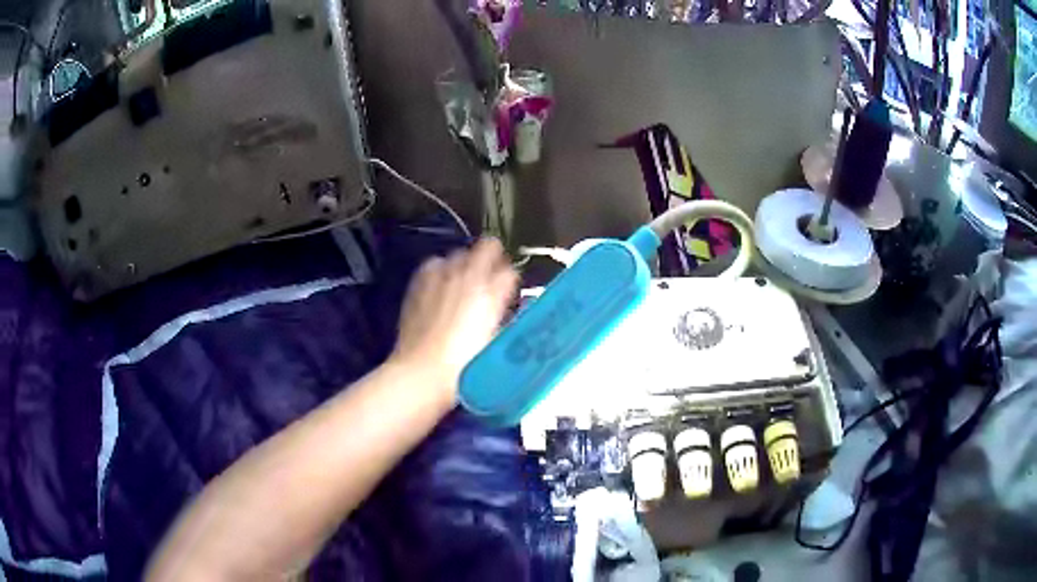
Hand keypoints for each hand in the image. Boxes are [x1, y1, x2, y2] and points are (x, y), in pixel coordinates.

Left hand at [391, 238, 518, 400]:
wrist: (421, 373)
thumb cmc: (466, 368)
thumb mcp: (495, 345)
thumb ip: (502, 318)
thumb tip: (504, 306)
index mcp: (492, 293)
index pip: (510, 272)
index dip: (511, 281)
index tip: (509, 291)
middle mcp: (468, 276)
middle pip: (488, 247)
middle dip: (492, 260)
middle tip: (490, 280)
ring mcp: (441, 276)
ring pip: (460, 253)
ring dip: (465, 264)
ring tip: (463, 283)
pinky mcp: (419, 283)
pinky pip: (434, 264)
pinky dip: (440, 270)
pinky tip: (439, 286)